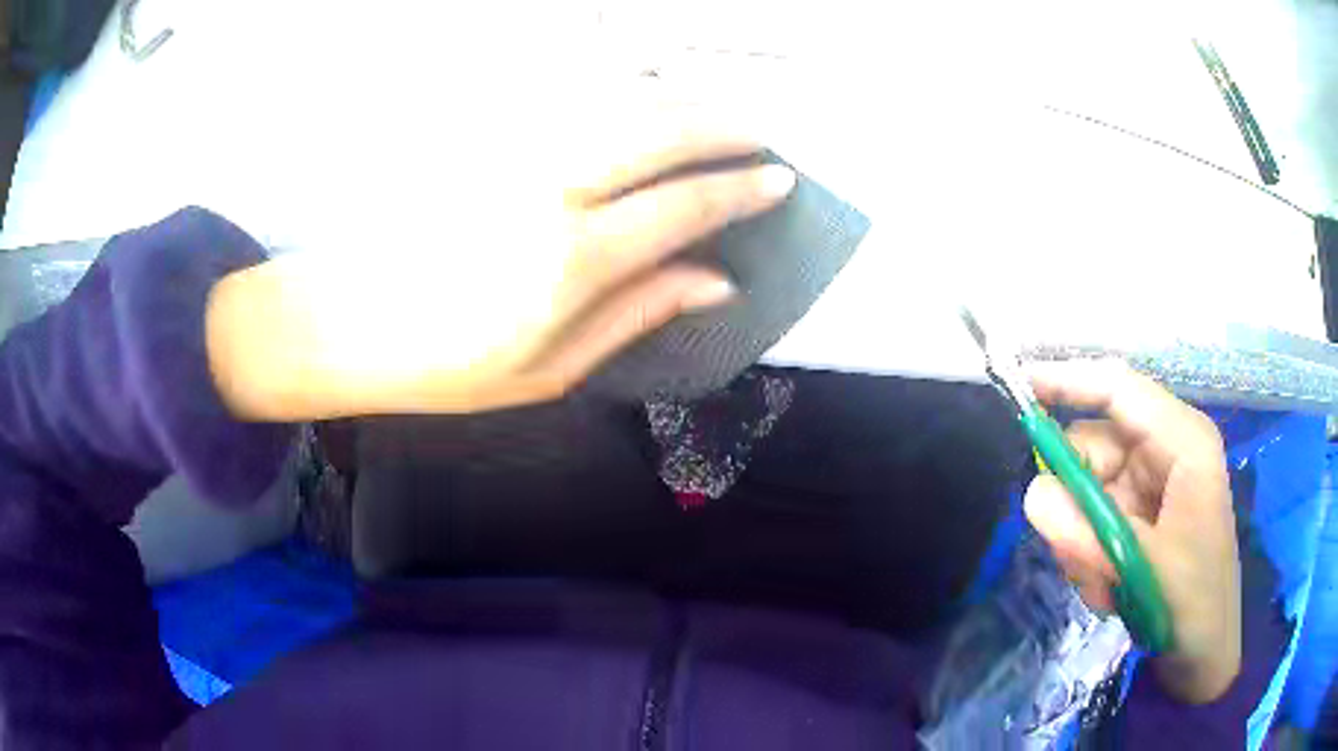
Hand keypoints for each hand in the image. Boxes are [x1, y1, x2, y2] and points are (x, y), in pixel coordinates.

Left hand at [206, 131, 794, 418]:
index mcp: (573, 259)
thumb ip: (641, 313)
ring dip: (679, 101)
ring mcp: (514, 151)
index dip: (740, 190)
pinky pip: (568, 97)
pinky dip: (619, 89)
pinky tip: (643, 97)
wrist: (349, 322)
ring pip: (618, 101)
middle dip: (724, 127)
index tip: (779, 180)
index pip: (684, 206)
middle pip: (660, 132)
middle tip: (761, 136)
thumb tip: (719, 280)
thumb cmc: (450, 364)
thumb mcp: (554, 365)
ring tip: (715, 113)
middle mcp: (551, 188)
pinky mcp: (485, 136)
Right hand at [1022, 360, 1240, 703]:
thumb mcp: (1142, 568)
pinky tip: (1110, 586)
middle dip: (1076, 501)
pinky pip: (1092, 519)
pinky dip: (1090, 554)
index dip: (1068, 381)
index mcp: (1183, 440)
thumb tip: (1032, 494)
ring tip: (1104, 582)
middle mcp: (1165, 451)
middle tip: (1076, 552)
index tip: (1018, 387)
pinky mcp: (1139, 514)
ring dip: (1083, 540)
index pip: (1119, 389)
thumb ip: (1087, 534)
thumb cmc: (1193, 601)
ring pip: (1087, 489)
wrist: (1204, 650)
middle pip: (1094, 446)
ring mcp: (1150, 483)